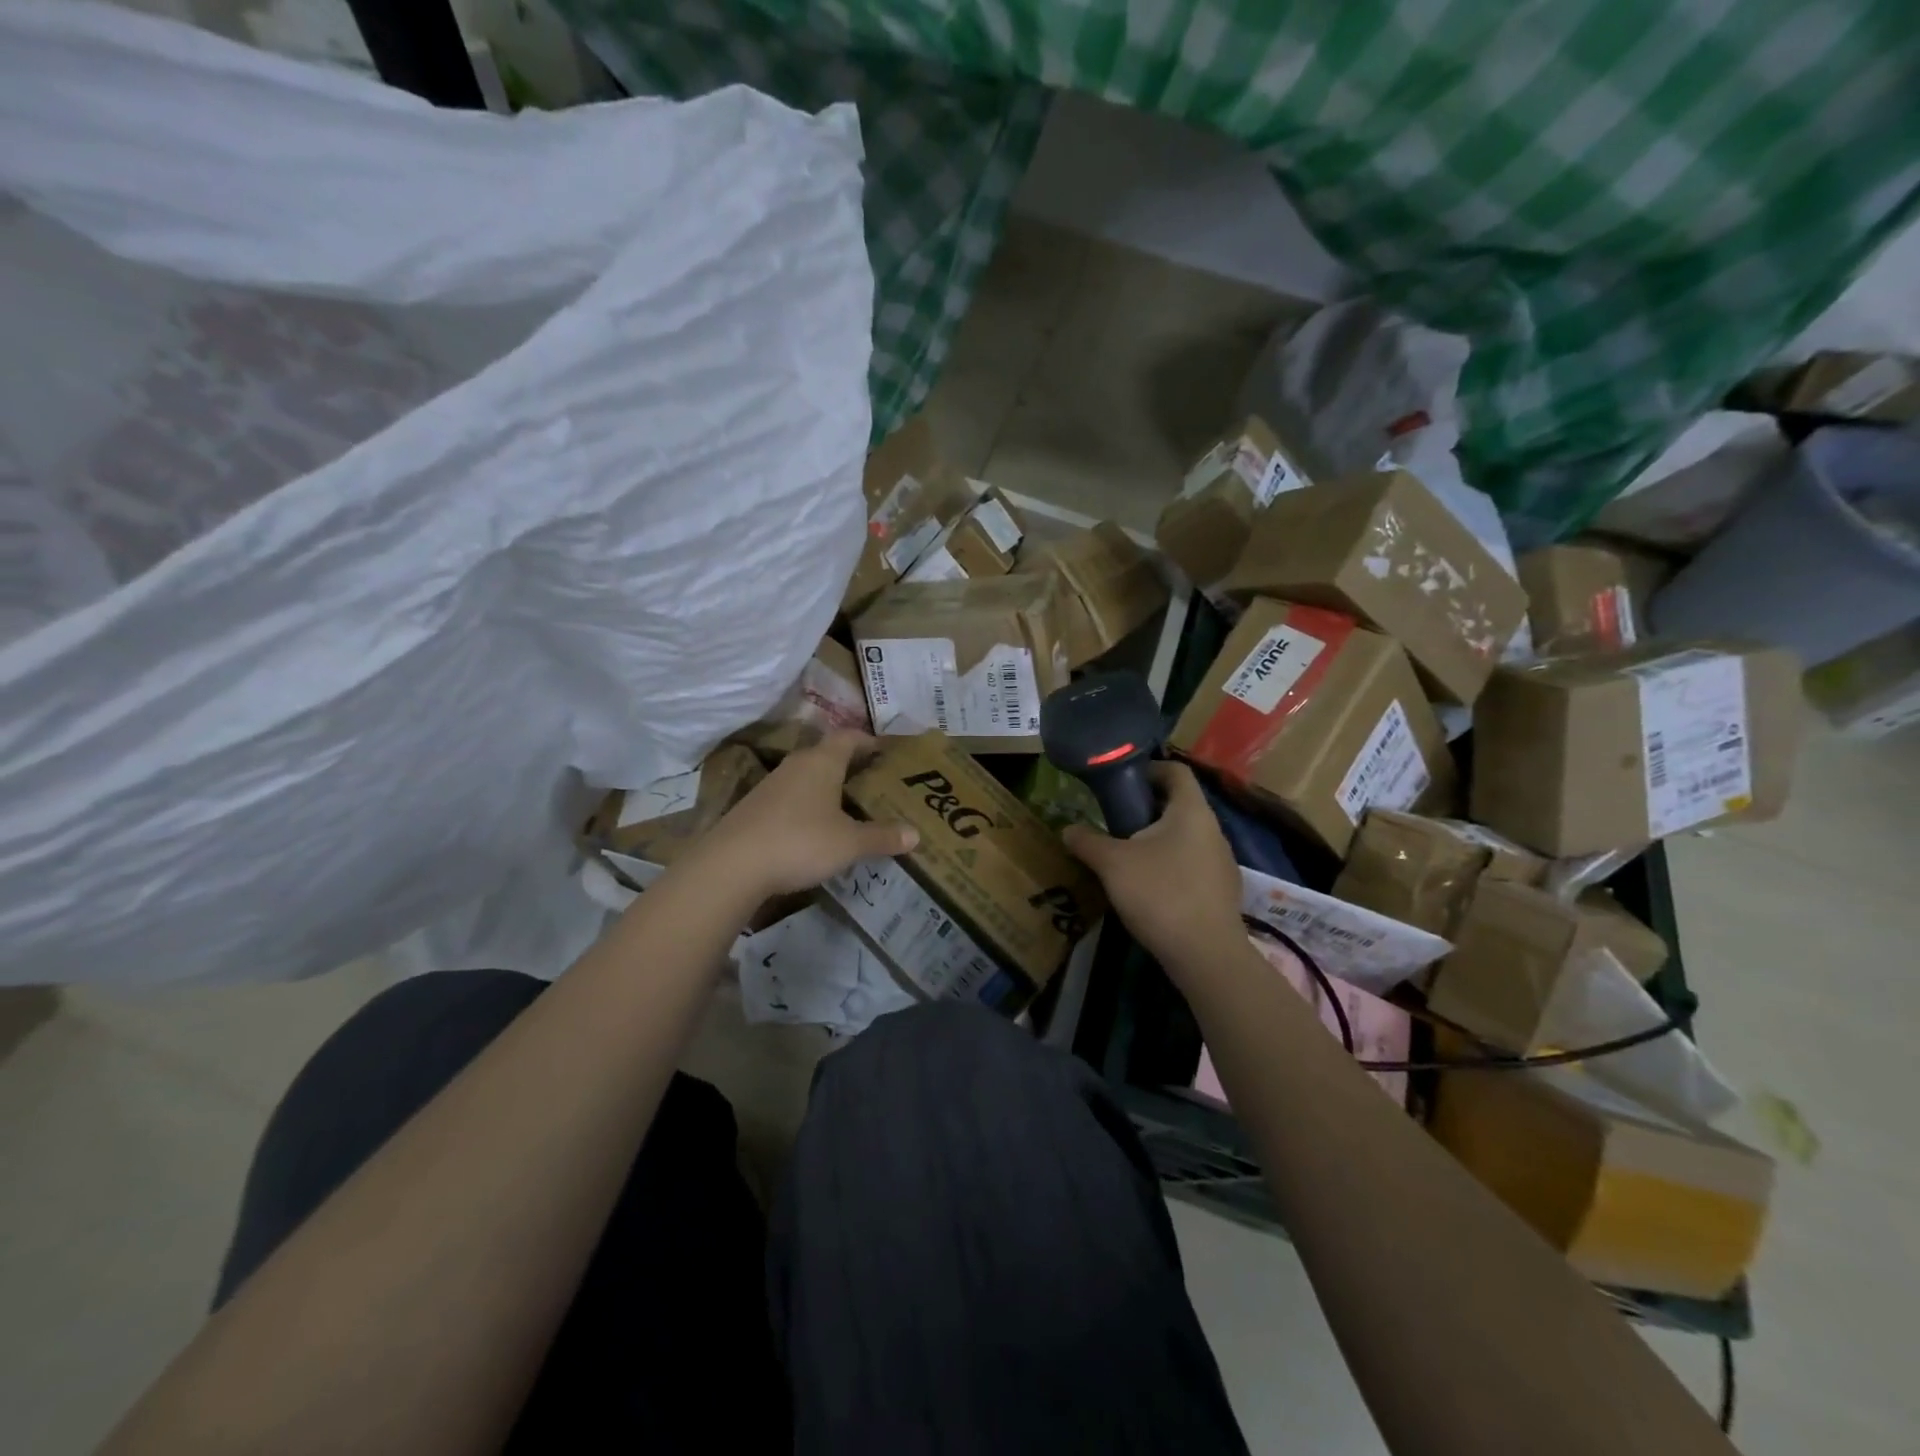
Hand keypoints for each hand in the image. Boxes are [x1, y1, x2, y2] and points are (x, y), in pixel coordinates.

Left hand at [698, 732, 917, 897]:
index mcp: (822, 762)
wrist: (732, 865)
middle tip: (874, 782)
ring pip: (807, 777)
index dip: (868, 741)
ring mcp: (771, 785)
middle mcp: (796, 765)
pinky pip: (791, 798)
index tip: (885, 751)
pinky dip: (808, 806)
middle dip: (851, 765)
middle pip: (827, 755)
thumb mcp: (849, 843)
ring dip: (827, 787)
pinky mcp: (755, 808)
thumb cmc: (800, 841)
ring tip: (849, 806)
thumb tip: (915, 834)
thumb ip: (882, 836)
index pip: (849, 737)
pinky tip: (816, 828)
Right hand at [1063, 763, 1243, 977]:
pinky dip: (1169, 866)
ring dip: (1156, 840)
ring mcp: (1221, 862)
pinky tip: (1148, 889)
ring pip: (1185, 837)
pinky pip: (1191, 865)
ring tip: (1125, 857)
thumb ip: (1087, 841)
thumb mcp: (1112, 864)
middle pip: (1178, 805)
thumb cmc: (1160, 894)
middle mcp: (1212, 829)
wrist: (1206, 955)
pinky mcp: (1221, 891)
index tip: (1120, 782)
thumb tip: (1067, 828)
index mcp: (1191, 811)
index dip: (1148, 769)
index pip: (1175, 770)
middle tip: (1113, 821)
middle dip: (1145, 809)